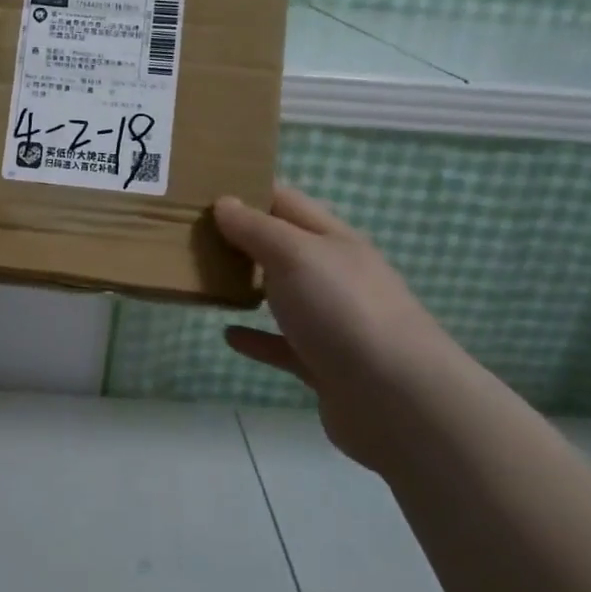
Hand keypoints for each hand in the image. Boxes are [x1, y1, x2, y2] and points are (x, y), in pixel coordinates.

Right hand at [214, 186, 469, 470]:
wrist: (398, 400)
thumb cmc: (343, 310)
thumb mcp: (295, 255)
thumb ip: (257, 229)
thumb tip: (224, 202)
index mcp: (332, 239)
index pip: (286, 202)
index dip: (248, 192)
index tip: (203, 192)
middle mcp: (334, 275)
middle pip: (283, 247)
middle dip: (242, 239)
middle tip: (192, 235)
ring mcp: (332, 321)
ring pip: (282, 295)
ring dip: (248, 286)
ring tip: (205, 279)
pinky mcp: (324, 364)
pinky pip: (282, 345)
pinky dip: (256, 338)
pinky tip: (228, 335)